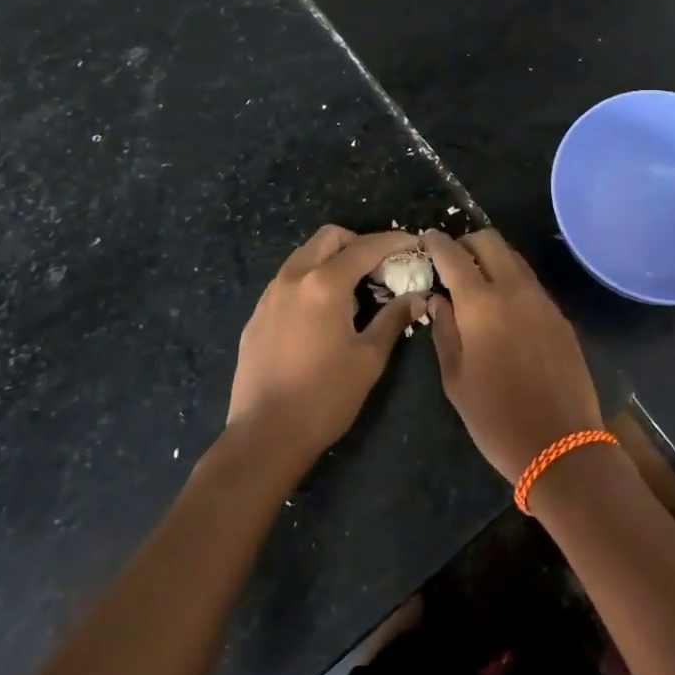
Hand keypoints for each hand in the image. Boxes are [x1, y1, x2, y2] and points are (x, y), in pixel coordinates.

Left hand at [227, 226, 423, 471]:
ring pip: (305, 255)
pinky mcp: (257, 315)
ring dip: (332, 259)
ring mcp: (270, 295)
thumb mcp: (369, 357)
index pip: (365, 247)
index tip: (414, 243)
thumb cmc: (325, 396)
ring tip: (353, 289)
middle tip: (380, 266)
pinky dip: (311, 280)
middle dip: (358, 243)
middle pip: (329, 238)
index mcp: (324, 284)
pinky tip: (323, 313)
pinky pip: (288, 280)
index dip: (394, 241)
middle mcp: (293, 278)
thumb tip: (417, 297)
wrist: (265, 436)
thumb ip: (394, 319)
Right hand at [423, 230, 603, 483]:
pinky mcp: (560, 315)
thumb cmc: (496, 418)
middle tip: (453, 260)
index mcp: (481, 304)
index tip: (426, 239)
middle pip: (490, 241)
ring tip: (477, 280)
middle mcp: (514, 290)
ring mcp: (542, 300)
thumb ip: (444, 332)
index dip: (437, 242)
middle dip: (467, 242)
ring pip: (514, 258)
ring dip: (492, 258)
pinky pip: (531, 282)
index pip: (454, 255)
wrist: (561, 445)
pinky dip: (512, 280)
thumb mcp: (456, 380)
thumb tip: (439, 300)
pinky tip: (503, 305)